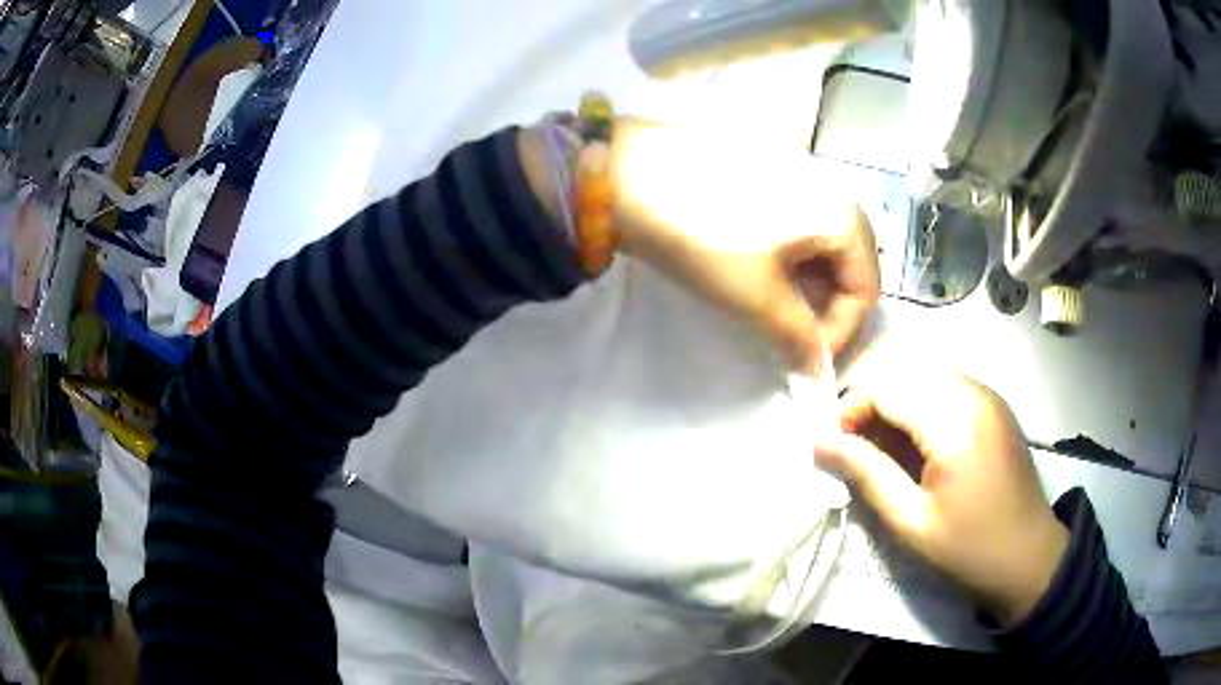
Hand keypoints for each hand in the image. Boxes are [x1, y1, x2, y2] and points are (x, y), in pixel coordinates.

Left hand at [605, 120, 879, 375]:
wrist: (630, 175)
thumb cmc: (706, 238)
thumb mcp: (757, 297)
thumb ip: (798, 338)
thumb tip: (818, 371)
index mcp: (843, 215)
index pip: (865, 291)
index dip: (840, 334)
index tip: (806, 361)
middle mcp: (834, 189)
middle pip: (849, 265)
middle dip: (826, 309)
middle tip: (792, 338)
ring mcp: (801, 175)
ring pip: (822, 247)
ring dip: (807, 287)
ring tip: (775, 313)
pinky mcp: (770, 174)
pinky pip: (798, 226)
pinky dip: (790, 260)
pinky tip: (763, 275)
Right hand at [814, 368, 1068, 625]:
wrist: (1029, 556)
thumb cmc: (968, 548)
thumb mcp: (911, 522)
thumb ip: (866, 473)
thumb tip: (819, 441)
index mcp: (955, 421)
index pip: (886, 384)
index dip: (850, 408)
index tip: (833, 447)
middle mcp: (973, 392)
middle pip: (904, 371)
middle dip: (869, 402)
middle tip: (855, 449)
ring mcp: (987, 394)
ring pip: (922, 374)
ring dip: (894, 402)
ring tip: (883, 449)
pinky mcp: (993, 404)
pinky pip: (945, 386)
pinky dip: (919, 405)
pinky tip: (916, 445)